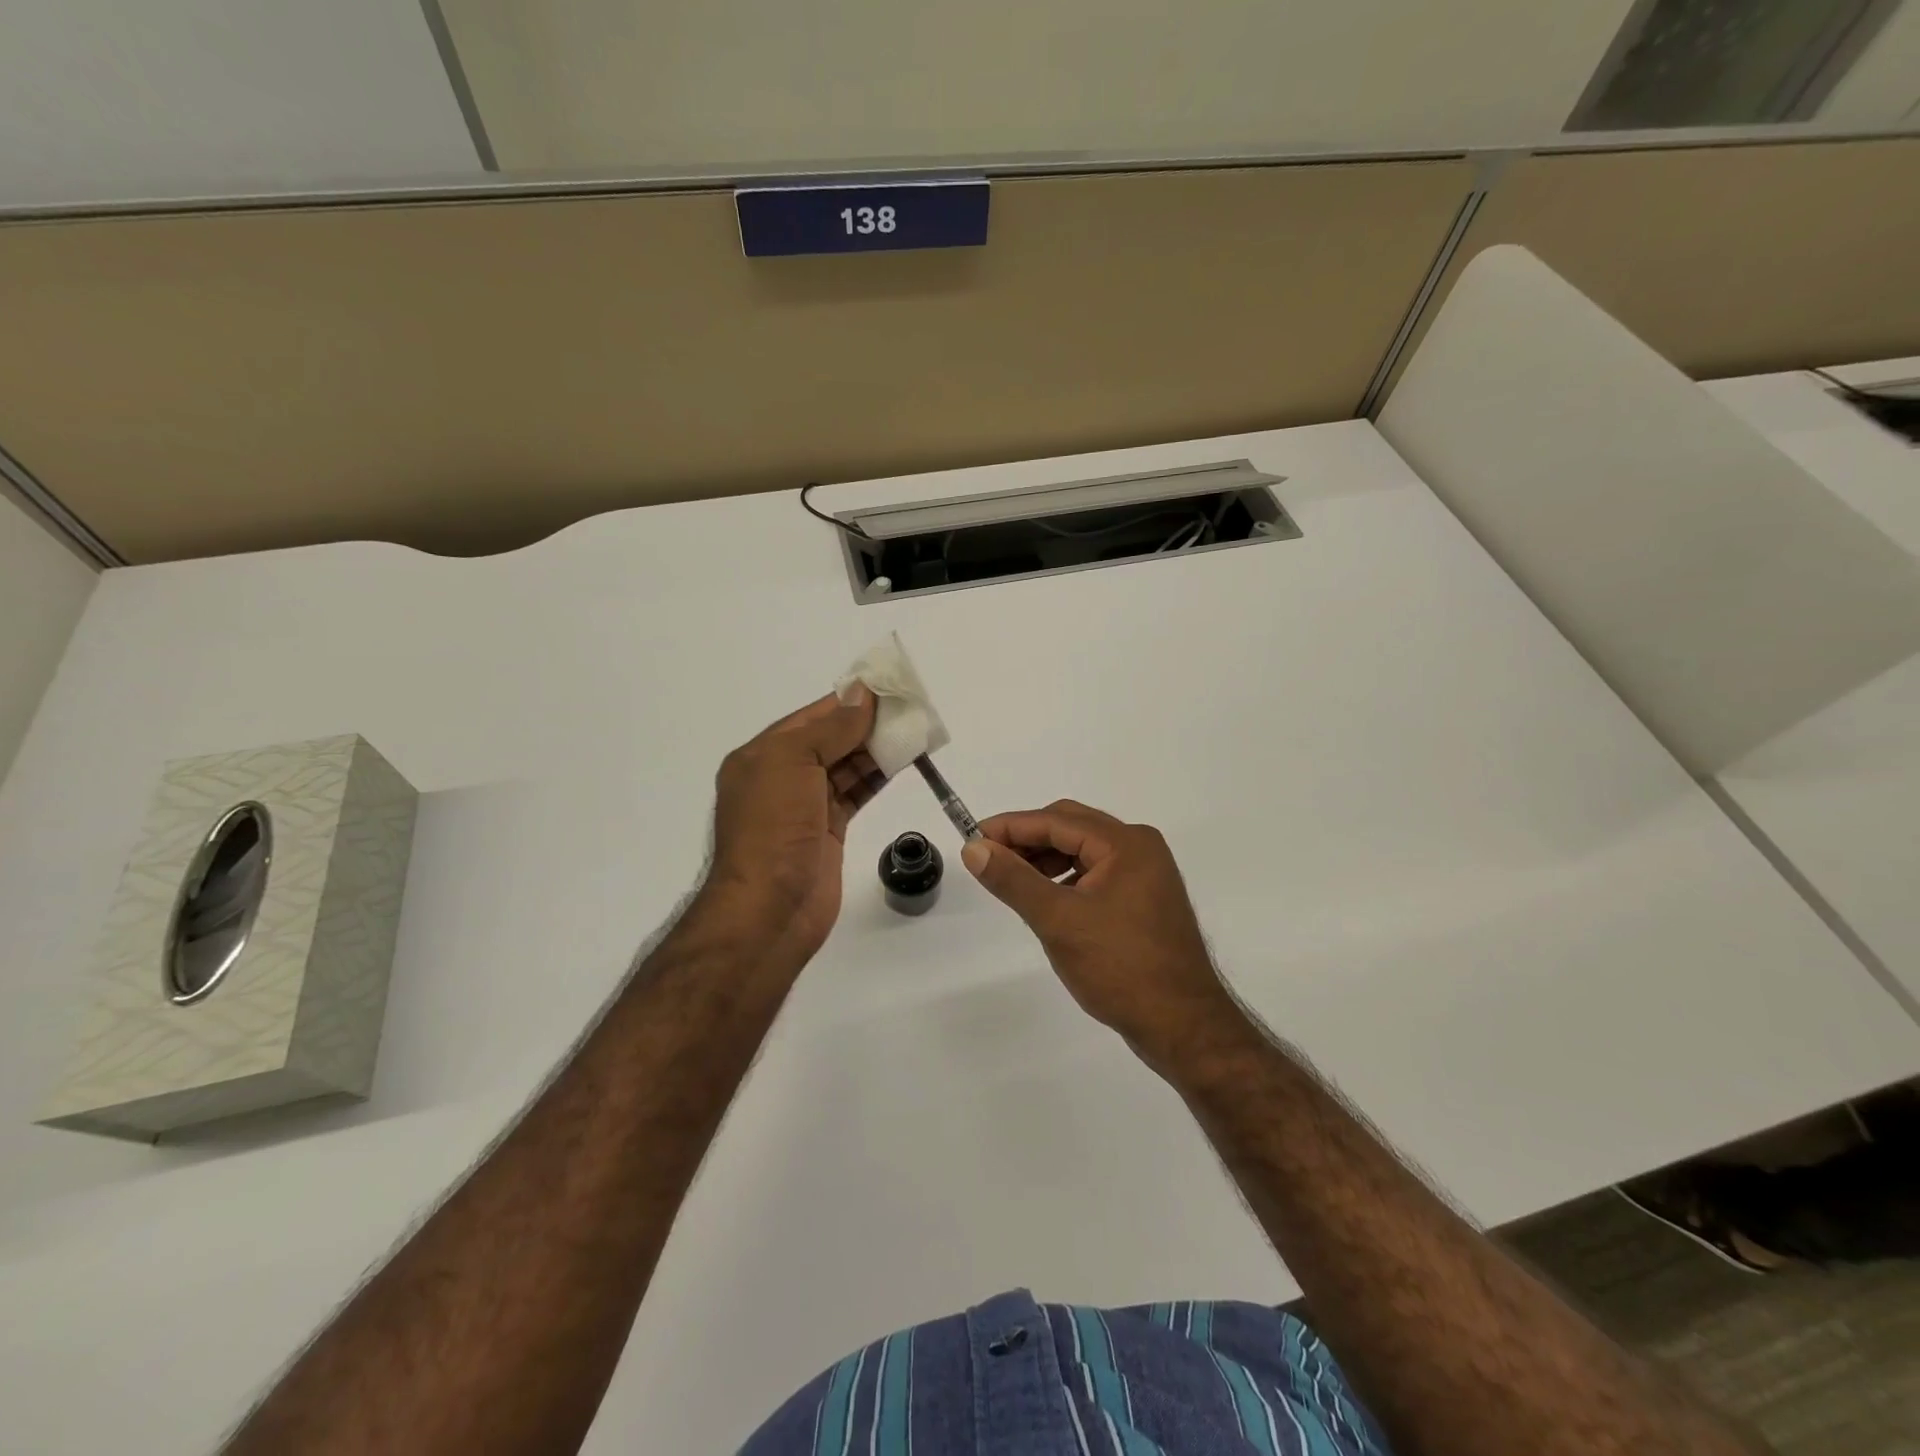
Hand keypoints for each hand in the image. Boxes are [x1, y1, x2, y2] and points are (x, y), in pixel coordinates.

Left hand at [705, 688, 883, 958]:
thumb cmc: (773, 830)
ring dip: (877, 749)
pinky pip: (855, 792)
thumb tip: (861, 694)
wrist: (770, 911)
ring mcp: (805, 805)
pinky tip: (903, 761)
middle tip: (910, 709)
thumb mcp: (793, 763)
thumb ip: (831, 728)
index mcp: (762, 755)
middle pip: (831, 739)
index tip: (888, 687)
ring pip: (846, 766)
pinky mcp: (827, 830)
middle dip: (868, 724)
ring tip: (915, 731)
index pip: (812, 717)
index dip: (849, 701)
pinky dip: (877, 776)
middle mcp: (781, 776)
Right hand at [961, 800, 1244, 1068]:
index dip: (1010, 827)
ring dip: (1046, 860)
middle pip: (1072, 827)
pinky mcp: (1145, 899)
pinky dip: (1067, 879)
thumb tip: (974, 849)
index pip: (1056, 820)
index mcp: (1125, 843)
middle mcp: (1140, 848)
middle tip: (988, 859)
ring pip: (1083, 851)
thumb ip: (1013, 880)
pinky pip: (1097, 873)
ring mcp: (1146, 874)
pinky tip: (1047, 900)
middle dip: (1028, 840)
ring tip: (1013, 881)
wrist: (1183, 1026)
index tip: (971, 838)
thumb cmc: (1119, 968)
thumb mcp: (1058, 921)